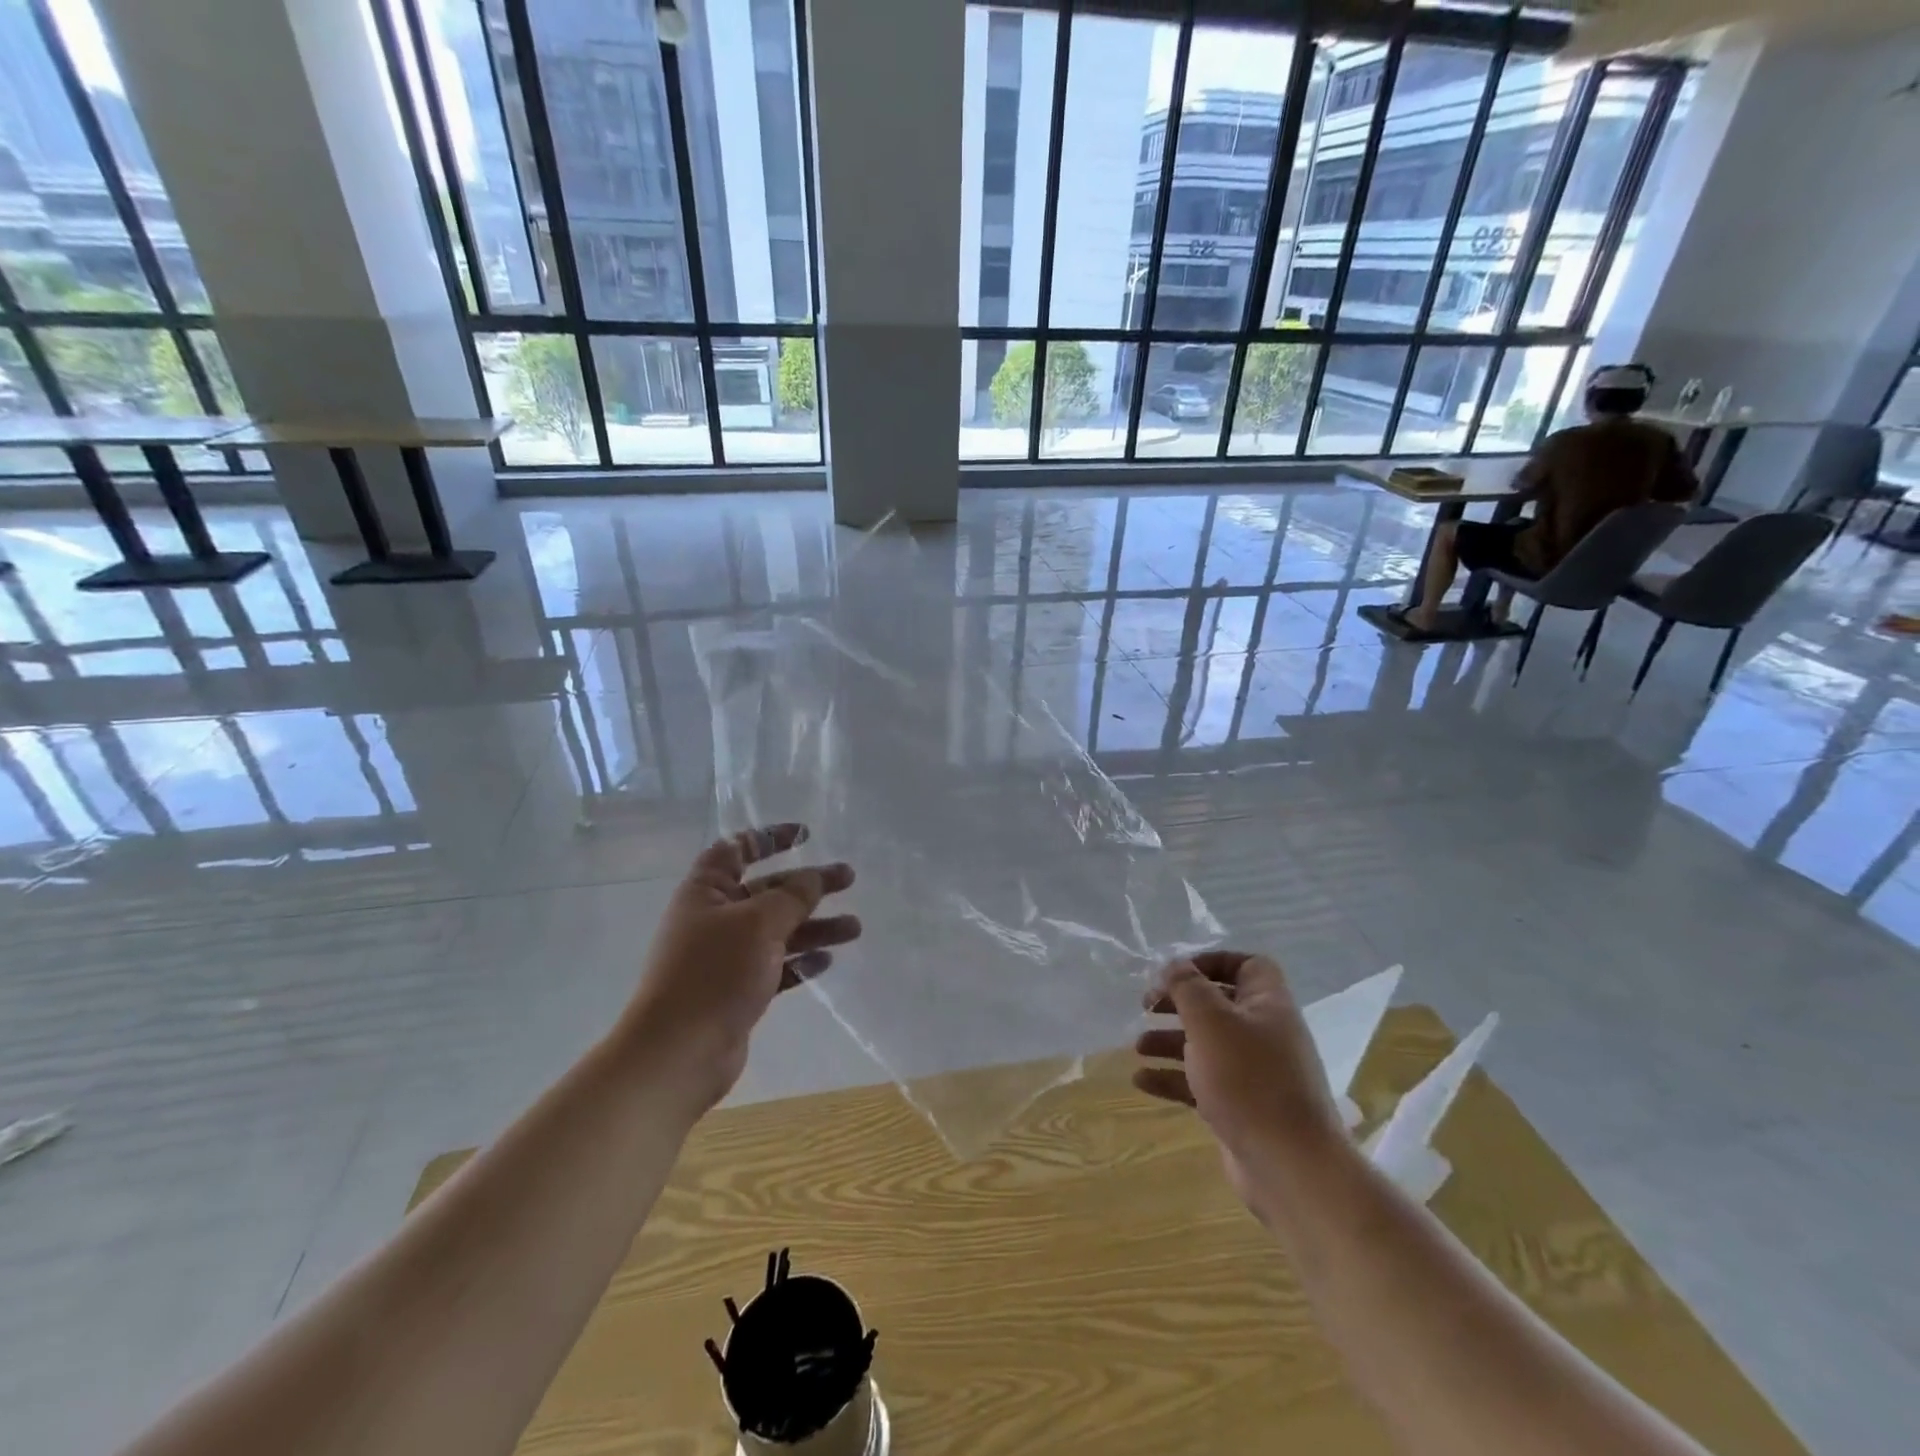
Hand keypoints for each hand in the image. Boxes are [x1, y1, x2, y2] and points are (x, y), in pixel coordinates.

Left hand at [623, 823, 858, 1110]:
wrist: (678, 1053)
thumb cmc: (714, 973)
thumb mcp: (759, 923)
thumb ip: (792, 896)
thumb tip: (813, 877)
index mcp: (706, 891)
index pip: (737, 850)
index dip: (769, 838)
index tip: (807, 835)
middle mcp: (714, 919)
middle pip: (768, 891)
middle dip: (809, 885)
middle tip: (849, 879)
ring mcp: (725, 957)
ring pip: (778, 931)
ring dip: (814, 926)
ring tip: (855, 928)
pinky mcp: (737, 990)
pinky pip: (775, 966)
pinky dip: (800, 961)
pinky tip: (827, 961)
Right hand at [1134, 953, 1345, 1212]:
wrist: (1290, 1167)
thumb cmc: (1249, 1080)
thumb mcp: (1211, 1022)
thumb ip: (1188, 988)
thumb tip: (1174, 965)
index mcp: (1268, 1005)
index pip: (1247, 966)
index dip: (1212, 962)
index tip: (1176, 972)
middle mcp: (1264, 1034)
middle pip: (1218, 1004)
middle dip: (1179, 1003)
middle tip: (1146, 1006)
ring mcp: (1253, 1074)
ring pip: (1205, 1045)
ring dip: (1169, 1041)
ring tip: (1137, 1047)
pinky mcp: (1239, 1107)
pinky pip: (1201, 1082)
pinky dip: (1172, 1078)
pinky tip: (1141, 1081)